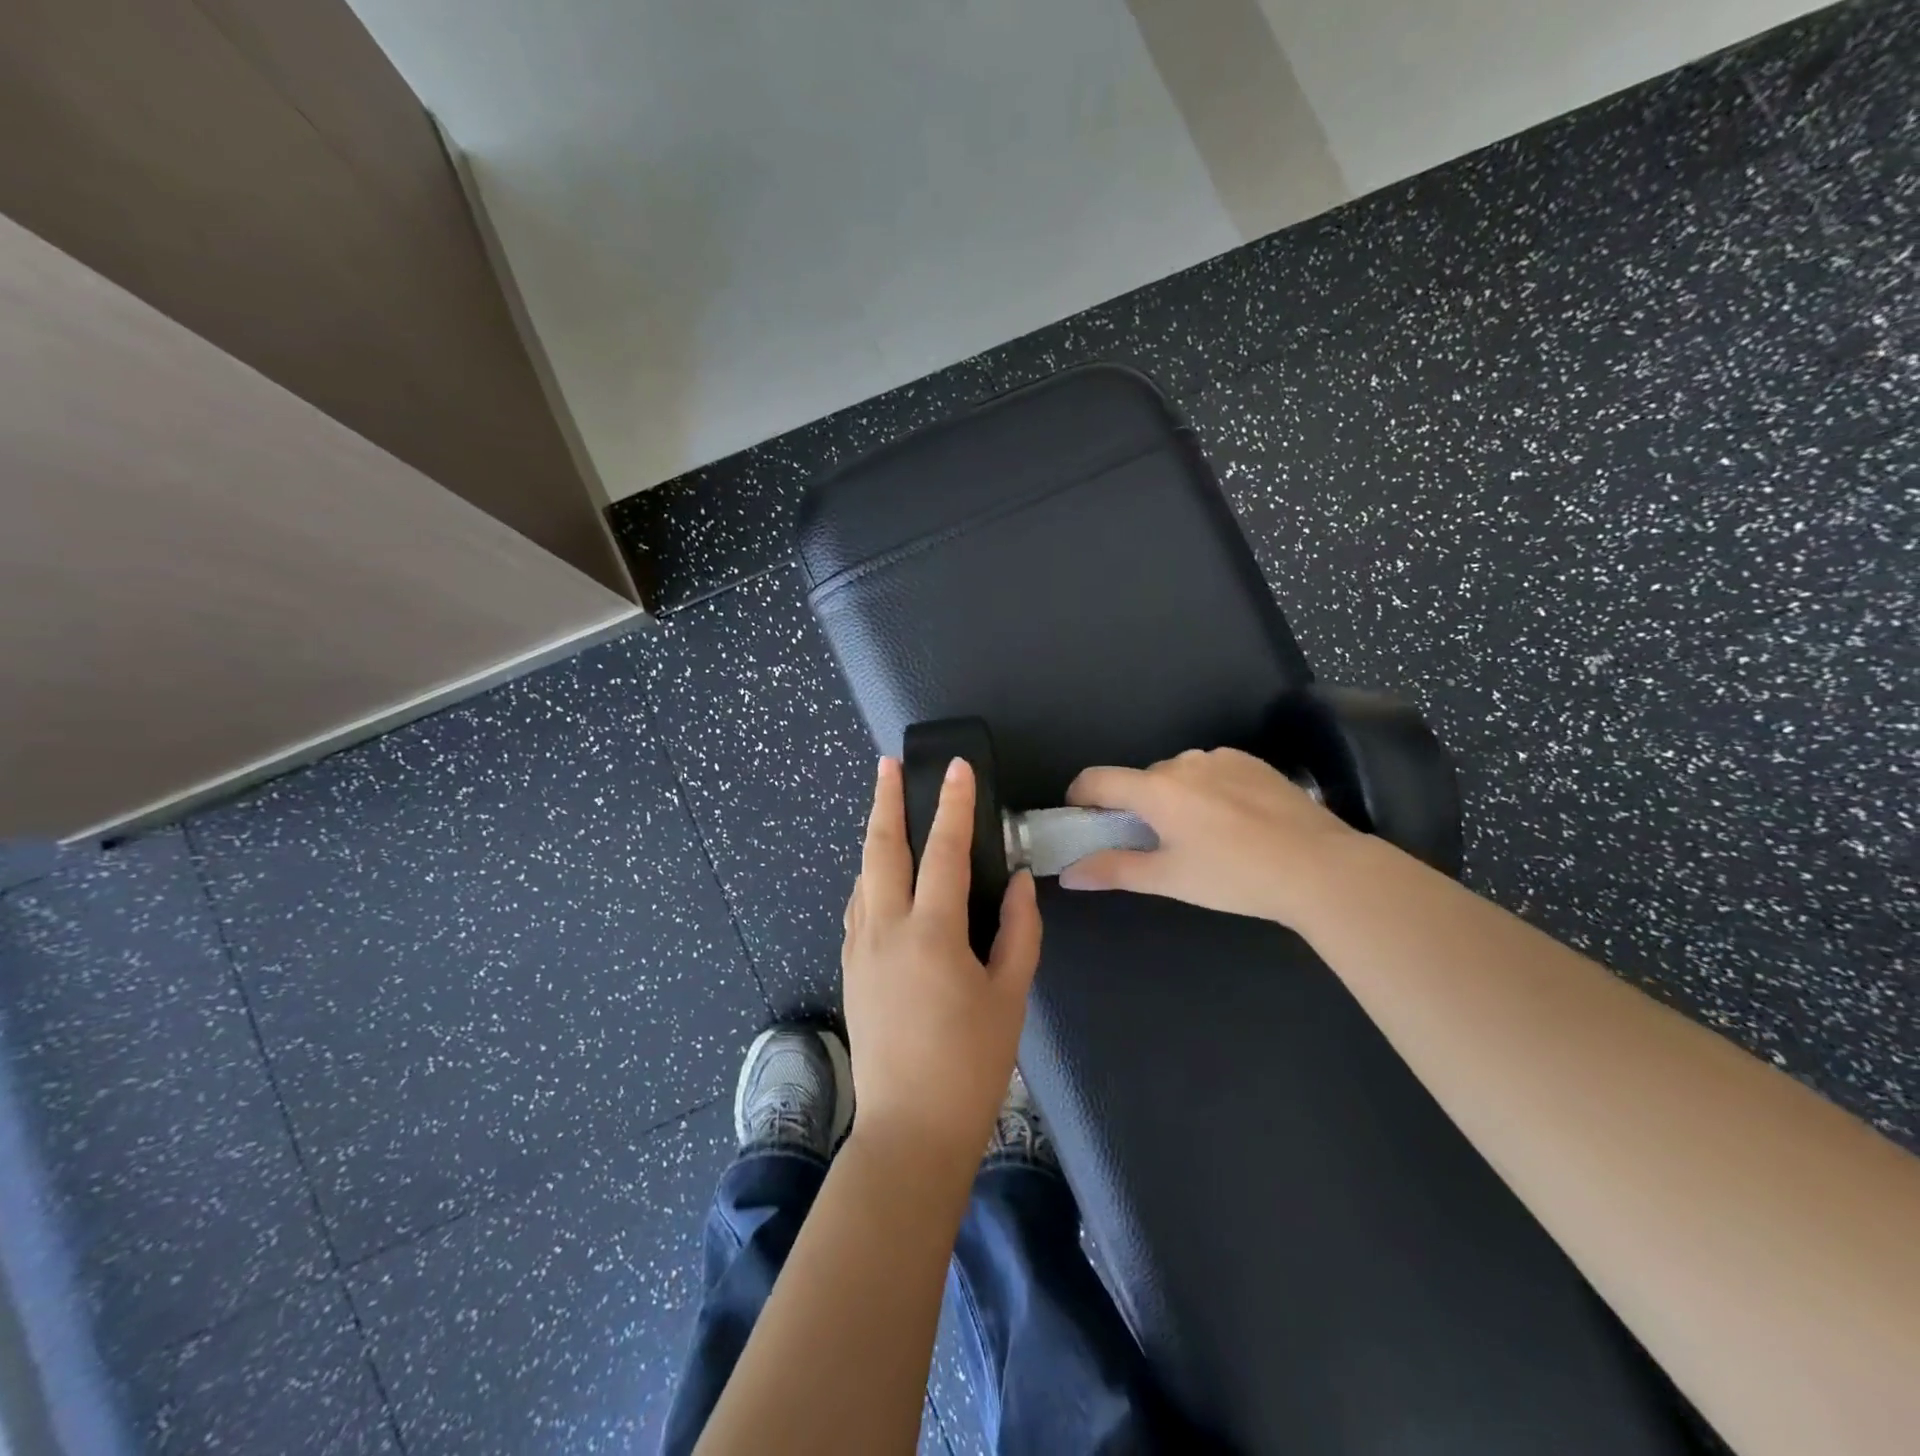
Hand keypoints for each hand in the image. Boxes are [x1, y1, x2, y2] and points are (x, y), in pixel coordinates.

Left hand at [841, 757, 1041, 1169]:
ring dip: (874, 837)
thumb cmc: (970, 1064)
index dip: (954, 805)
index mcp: (932, 934)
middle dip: (884, 801)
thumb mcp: (1010, 996)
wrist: (910, 1129)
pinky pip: (858, 906)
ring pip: (863, 875)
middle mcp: (886, 929)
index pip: (944, 852)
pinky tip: (881, 877)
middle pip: (881, 849)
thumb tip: (1020, 882)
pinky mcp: (851, 968)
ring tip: (886, 809)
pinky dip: (870, 877)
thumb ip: (1019, 931)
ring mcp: (860, 948)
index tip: (956, 768)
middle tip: (886, 765)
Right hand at [1060, 747, 1361, 927]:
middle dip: (1135, 807)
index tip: (1083, 820)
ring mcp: (1220, 757)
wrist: (1320, 867)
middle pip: (1139, 780)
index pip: (1096, 779)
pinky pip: (1211, 770)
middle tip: (1153, 845)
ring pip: (1177, 775)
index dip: (1079, 797)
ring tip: (1200, 836)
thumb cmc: (1235, 877)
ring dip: (1172, 797)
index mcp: (1156, 789)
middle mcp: (1182, 762)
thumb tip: (1068, 874)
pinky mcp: (1251, 761)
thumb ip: (1113, 871)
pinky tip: (1234, 822)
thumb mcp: (1169, 879)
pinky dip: (1206, 790)